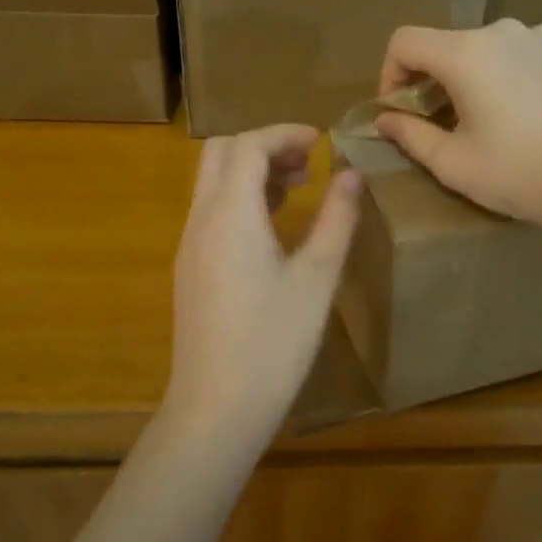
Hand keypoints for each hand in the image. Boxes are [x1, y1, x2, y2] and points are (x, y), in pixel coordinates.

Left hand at [164, 125, 362, 437]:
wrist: (216, 407)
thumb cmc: (273, 342)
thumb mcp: (316, 278)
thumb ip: (336, 220)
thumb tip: (352, 176)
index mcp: (229, 214)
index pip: (247, 145)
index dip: (284, 133)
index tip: (322, 141)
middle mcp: (201, 220)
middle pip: (220, 153)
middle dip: (263, 145)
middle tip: (307, 163)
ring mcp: (189, 245)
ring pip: (212, 182)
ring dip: (251, 171)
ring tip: (298, 188)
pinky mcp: (190, 269)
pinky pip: (211, 211)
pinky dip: (240, 198)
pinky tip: (273, 226)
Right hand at [375, 19, 541, 227]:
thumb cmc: (518, 173)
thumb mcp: (452, 163)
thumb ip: (409, 135)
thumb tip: (384, 120)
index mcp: (465, 54)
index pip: (405, 41)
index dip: (391, 73)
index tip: (401, 110)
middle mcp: (500, 31)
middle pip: (446, 45)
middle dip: (433, 81)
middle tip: (442, 124)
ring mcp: (540, 36)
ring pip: (485, 48)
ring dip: (472, 76)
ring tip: (487, 118)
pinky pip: (521, 52)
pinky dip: (509, 73)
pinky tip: (525, 111)